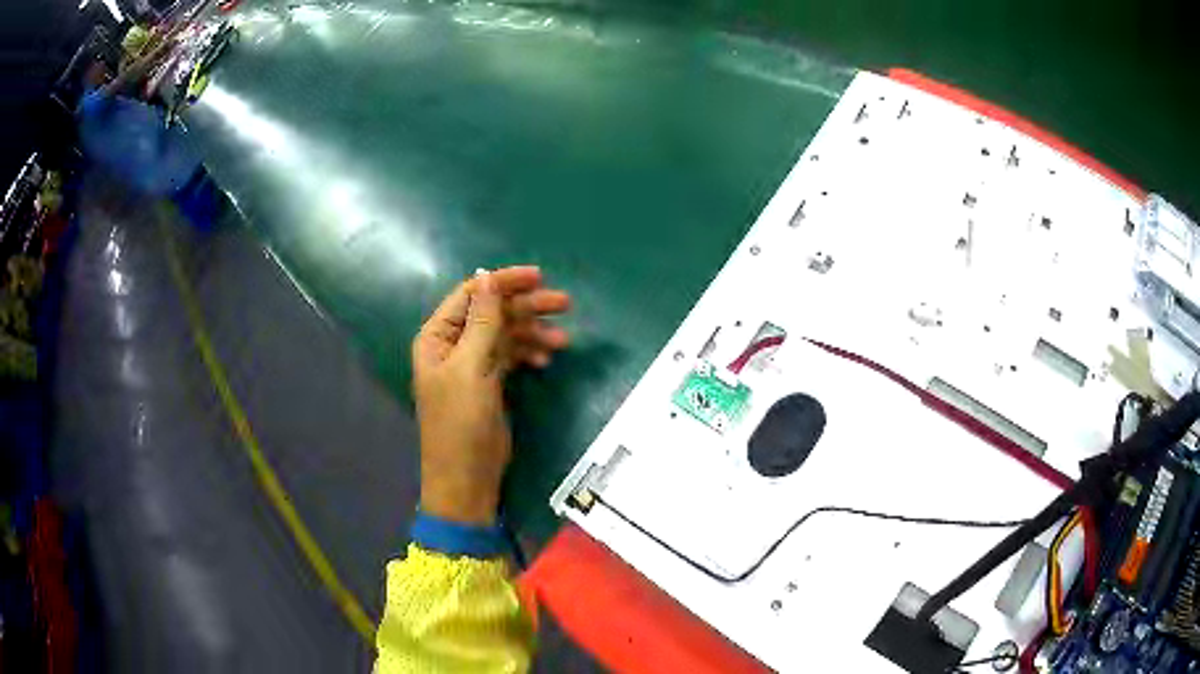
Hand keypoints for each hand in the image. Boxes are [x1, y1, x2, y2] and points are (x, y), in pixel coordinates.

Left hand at [412, 266, 570, 524]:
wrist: (467, 479)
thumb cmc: (461, 423)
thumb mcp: (471, 369)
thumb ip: (482, 322)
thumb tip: (487, 277)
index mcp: (437, 337)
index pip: (471, 295)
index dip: (503, 282)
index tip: (539, 277)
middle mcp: (453, 345)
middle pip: (493, 312)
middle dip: (527, 307)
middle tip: (565, 304)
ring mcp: (472, 364)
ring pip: (506, 334)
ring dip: (533, 333)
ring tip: (563, 341)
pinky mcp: (489, 382)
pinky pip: (511, 356)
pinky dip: (529, 354)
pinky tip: (546, 361)